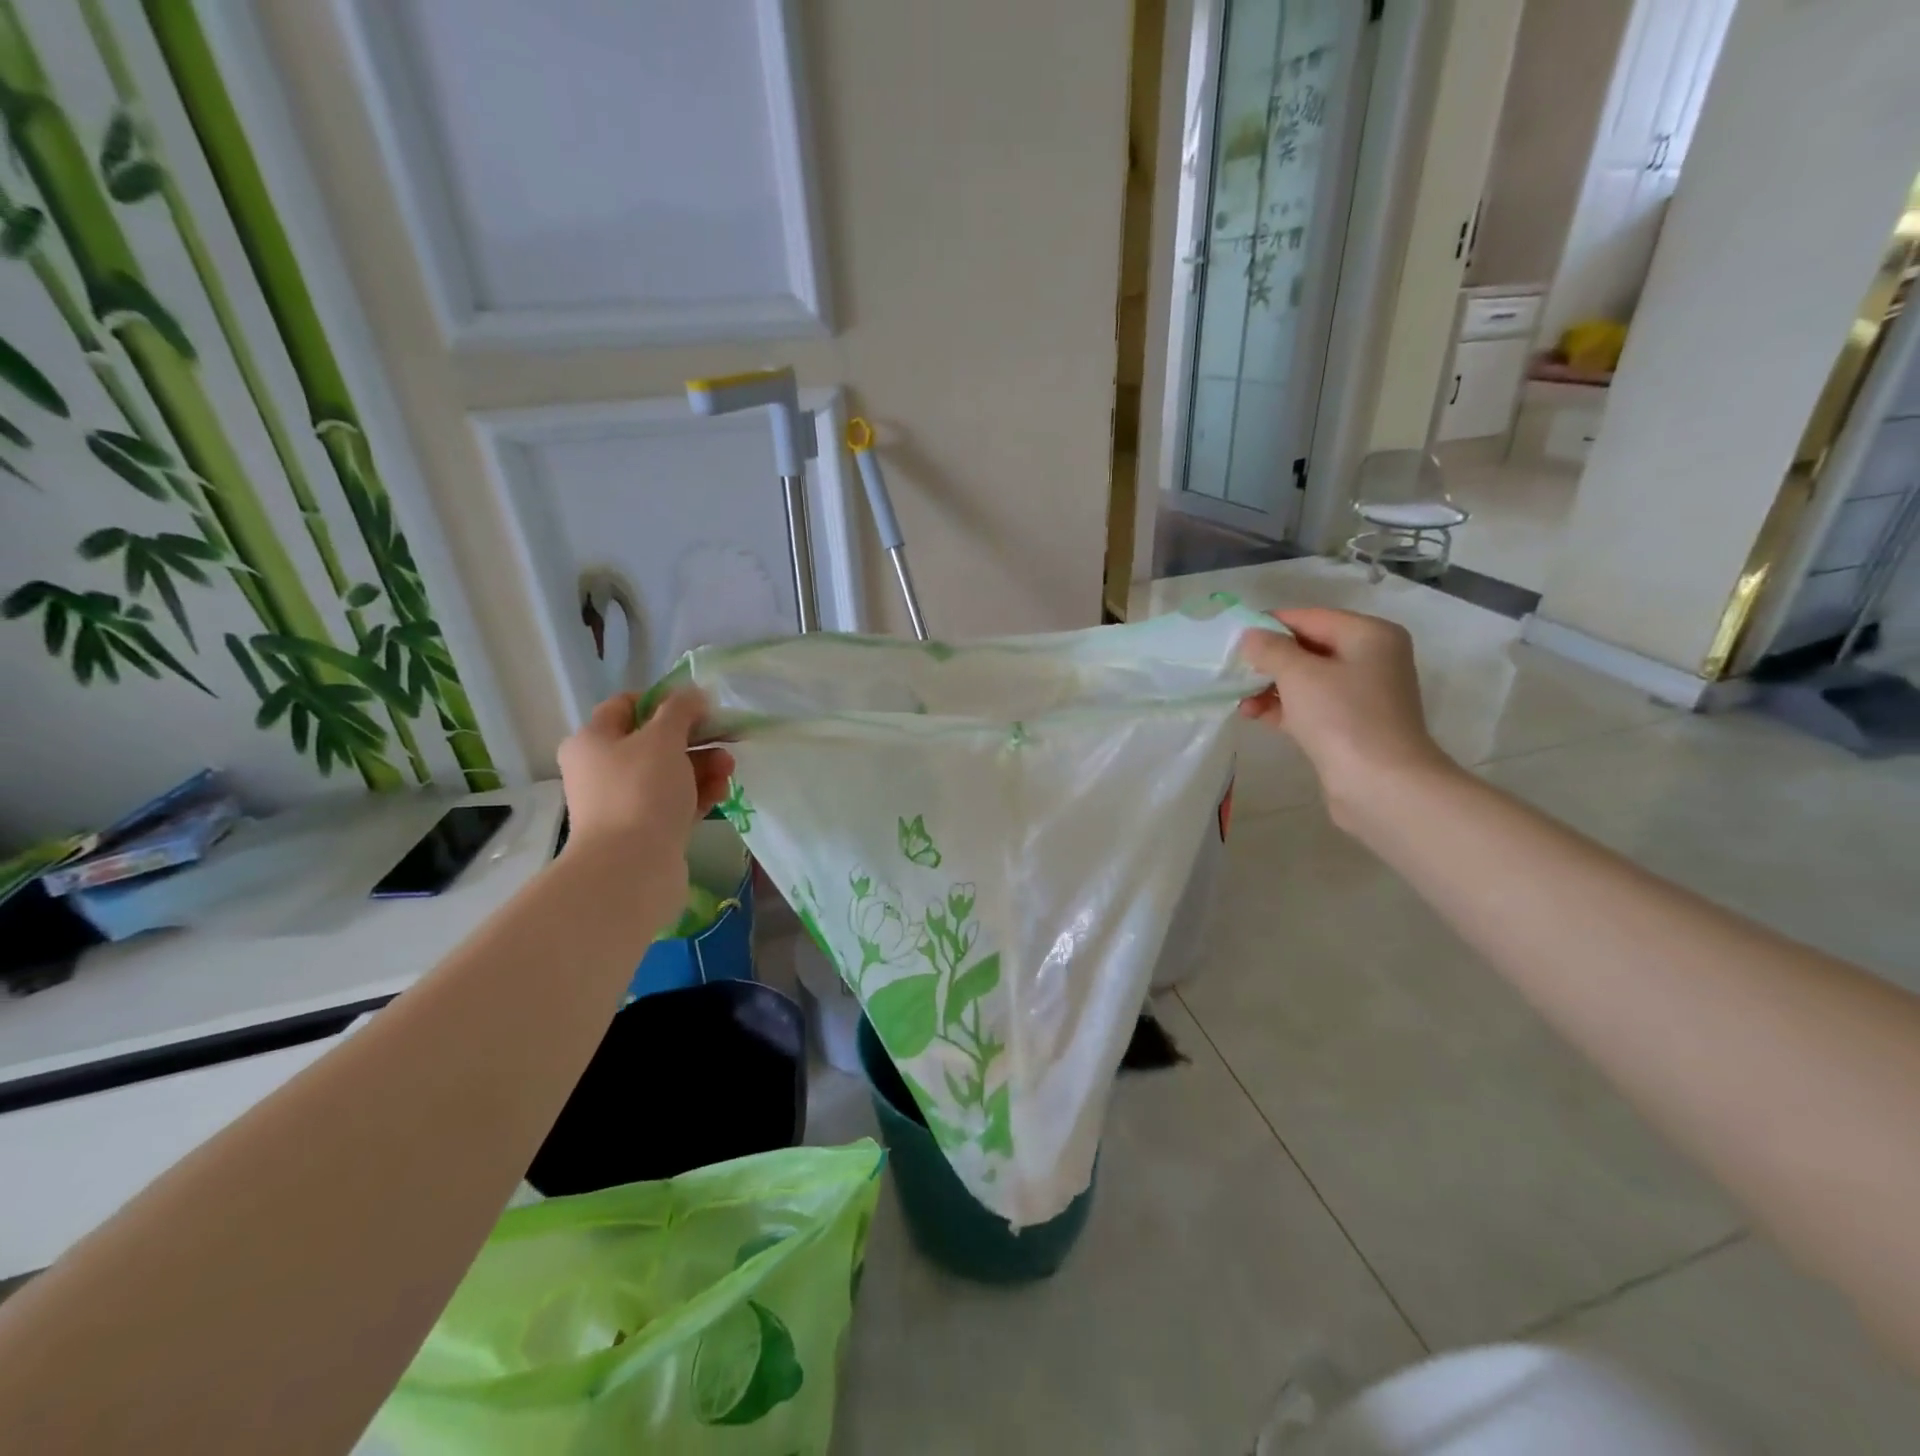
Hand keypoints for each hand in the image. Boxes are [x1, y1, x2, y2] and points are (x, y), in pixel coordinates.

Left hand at [556, 691, 735, 861]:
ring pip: (670, 773)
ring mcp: (624, 802)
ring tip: (728, 771)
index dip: (665, 700)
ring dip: (702, 766)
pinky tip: (721, 793)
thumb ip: (680, 709)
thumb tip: (693, 694)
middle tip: (725, 740)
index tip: (699, 707)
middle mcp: (602, 769)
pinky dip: (698, 794)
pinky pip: (676, 802)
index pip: (627, 705)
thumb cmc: (641, 792)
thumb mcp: (663, 738)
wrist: (631, 869)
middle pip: (654, 741)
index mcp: (593, 741)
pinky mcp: (645, 829)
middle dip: (695, 738)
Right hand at [1237, 608, 1455, 827]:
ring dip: (1270, 687)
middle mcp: (1371, 659)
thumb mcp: (1299, 674)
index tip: (1233, 638)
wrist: (1381, 785)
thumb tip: (1250, 636)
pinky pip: (1309, 706)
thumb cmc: (1343, 717)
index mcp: (1369, 635)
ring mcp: (1361, 695)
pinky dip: (1282, 708)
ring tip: (1239, 699)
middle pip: (1308, 648)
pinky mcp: (1349, 726)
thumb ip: (1270, 649)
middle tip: (1232, 670)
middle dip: (1268, 660)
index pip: (1309, 617)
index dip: (1270, 625)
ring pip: (1305, 680)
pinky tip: (1252, 714)